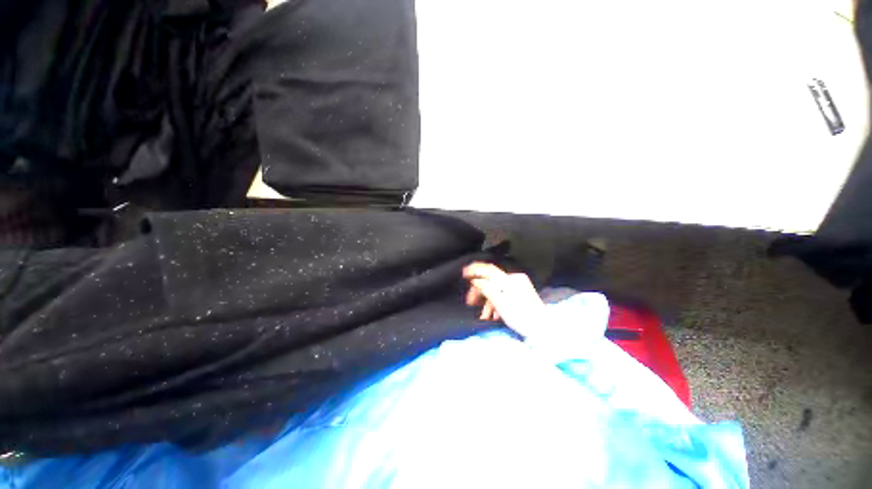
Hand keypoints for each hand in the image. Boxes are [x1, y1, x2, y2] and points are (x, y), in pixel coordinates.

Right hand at [462, 262, 545, 336]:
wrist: (543, 329)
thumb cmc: (521, 317)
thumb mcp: (500, 304)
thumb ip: (487, 288)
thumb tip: (476, 279)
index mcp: (510, 280)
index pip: (489, 270)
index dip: (475, 269)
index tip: (464, 272)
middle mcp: (514, 278)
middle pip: (491, 281)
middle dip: (480, 291)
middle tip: (470, 302)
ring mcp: (519, 285)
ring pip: (497, 289)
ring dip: (488, 301)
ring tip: (485, 315)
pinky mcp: (521, 291)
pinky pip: (504, 293)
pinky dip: (497, 302)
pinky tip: (494, 314)